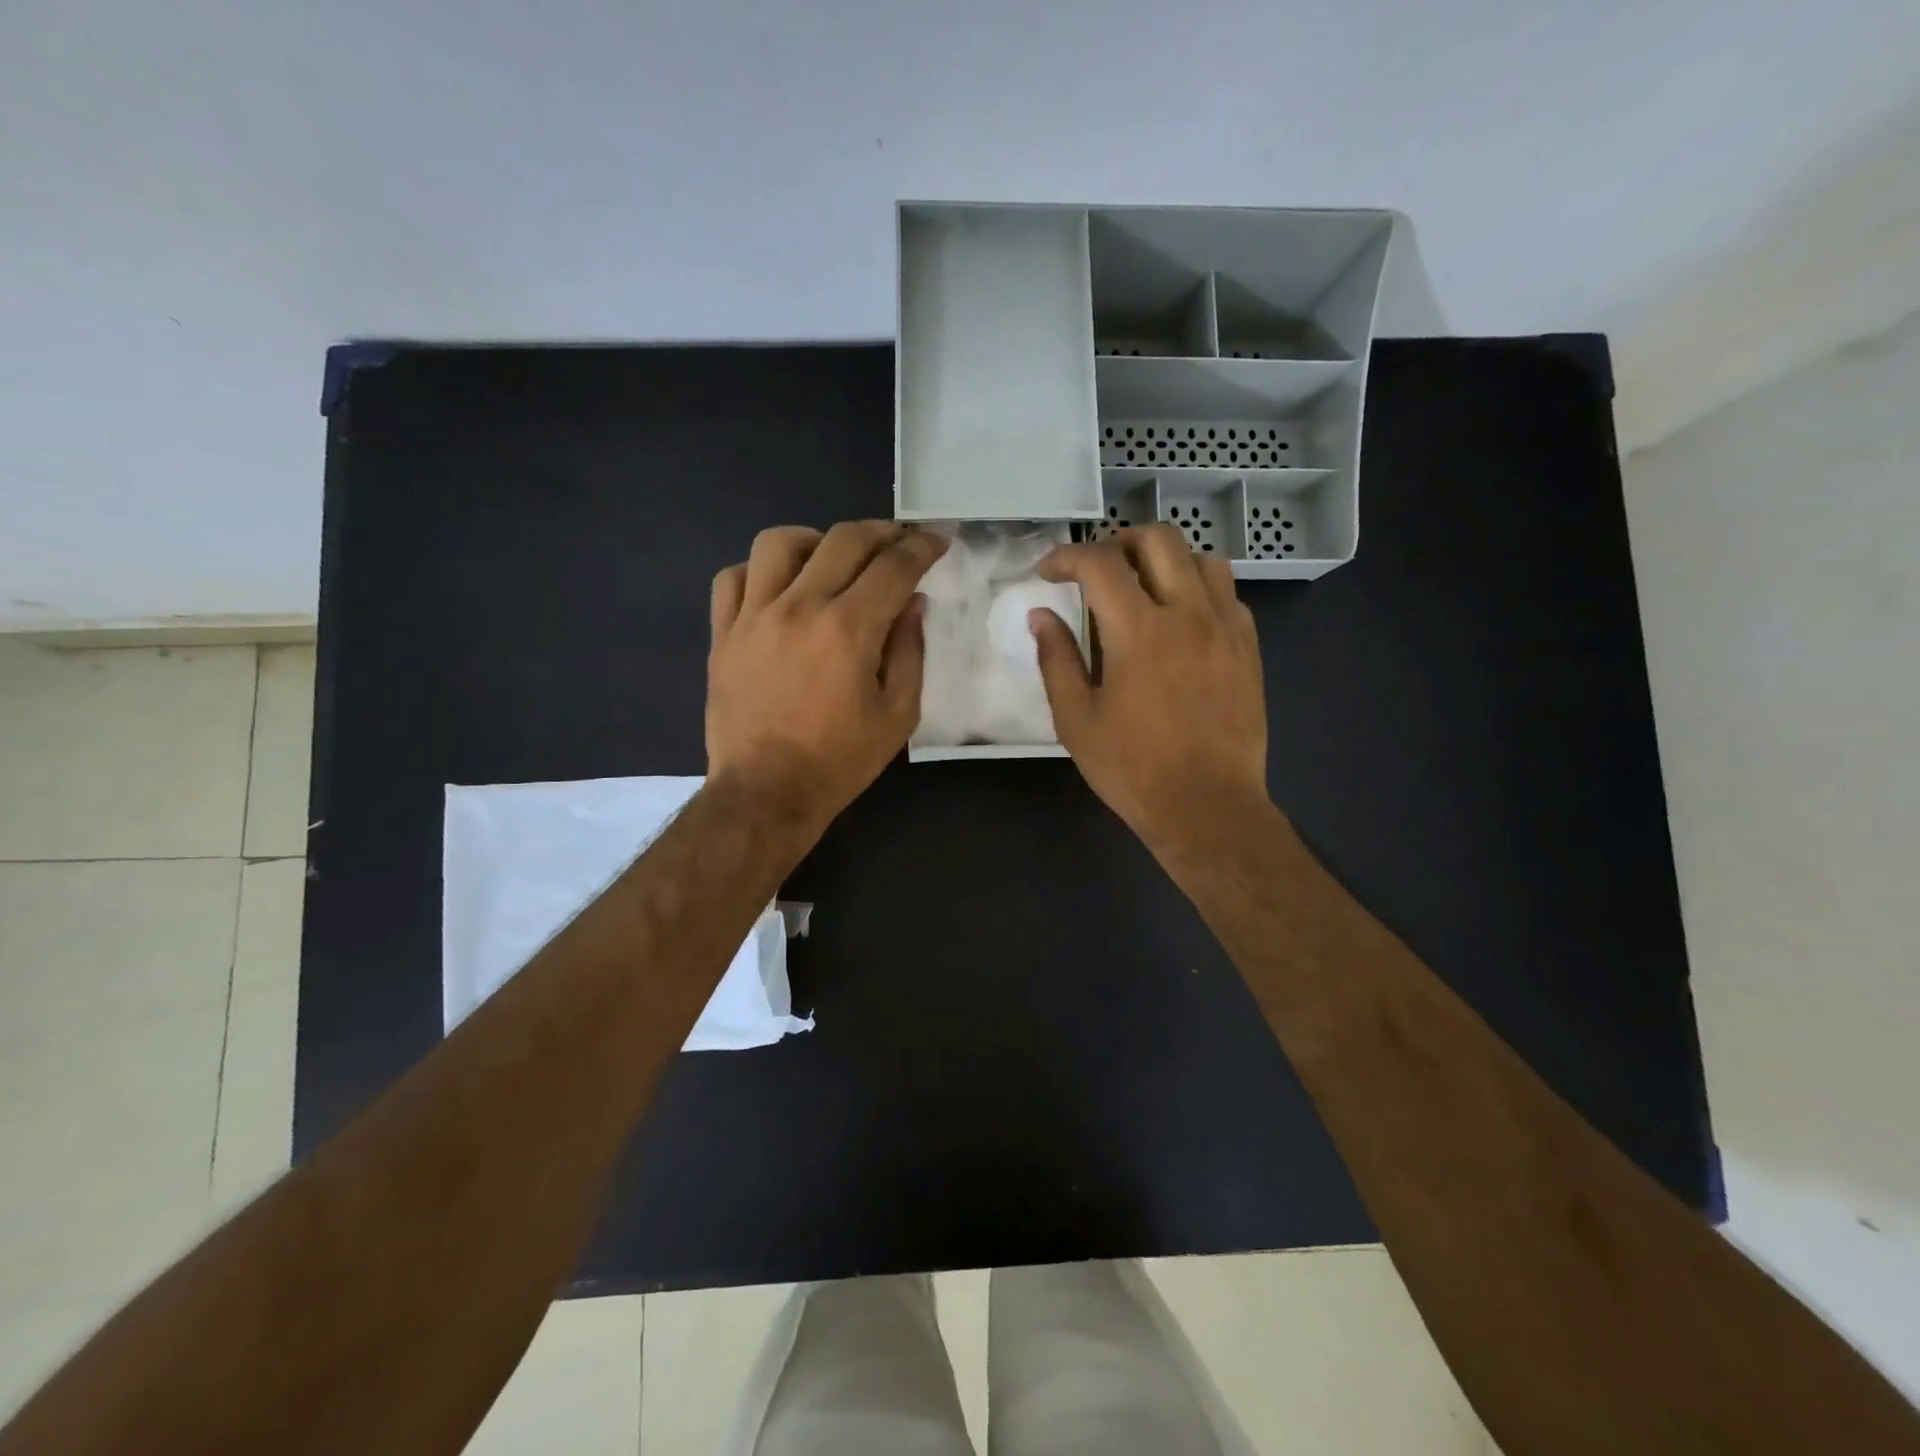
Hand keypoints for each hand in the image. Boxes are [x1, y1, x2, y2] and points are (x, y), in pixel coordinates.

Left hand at [707, 521, 945, 833]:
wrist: (766, 792)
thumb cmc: (839, 760)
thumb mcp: (897, 715)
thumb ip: (909, 651)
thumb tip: (912, 603)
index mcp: (848, 629)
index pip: (893, 565)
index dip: (922, 546)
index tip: (937, 541)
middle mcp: (799, 607)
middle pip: (843, 539)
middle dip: (881, 532)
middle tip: (898, 542)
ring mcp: (753, 616)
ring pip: (779, 542)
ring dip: (816, 540)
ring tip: (831, 560)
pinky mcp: (723, 633)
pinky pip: (733, 577)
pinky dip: (760, 571)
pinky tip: (778, 588)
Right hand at [1029, 524, 1269, 854]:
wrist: (1207, 806)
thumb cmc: (1132, 769)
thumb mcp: (1077, 720)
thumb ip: (1056, 660)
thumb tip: (1041, 616)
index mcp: (1138, 631)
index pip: (1099, 563)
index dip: (1066, 556)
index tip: (1048, 573)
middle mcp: (1188, 613)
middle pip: (1158, 539)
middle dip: (1118, 543)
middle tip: (1095, 571)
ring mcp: (1226, 627)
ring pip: (1201, 558)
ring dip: (1165, 560)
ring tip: (1142, 588)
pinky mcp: (1248, 647)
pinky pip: (1227, 593)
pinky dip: (1198, 589)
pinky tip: (1181, 621)